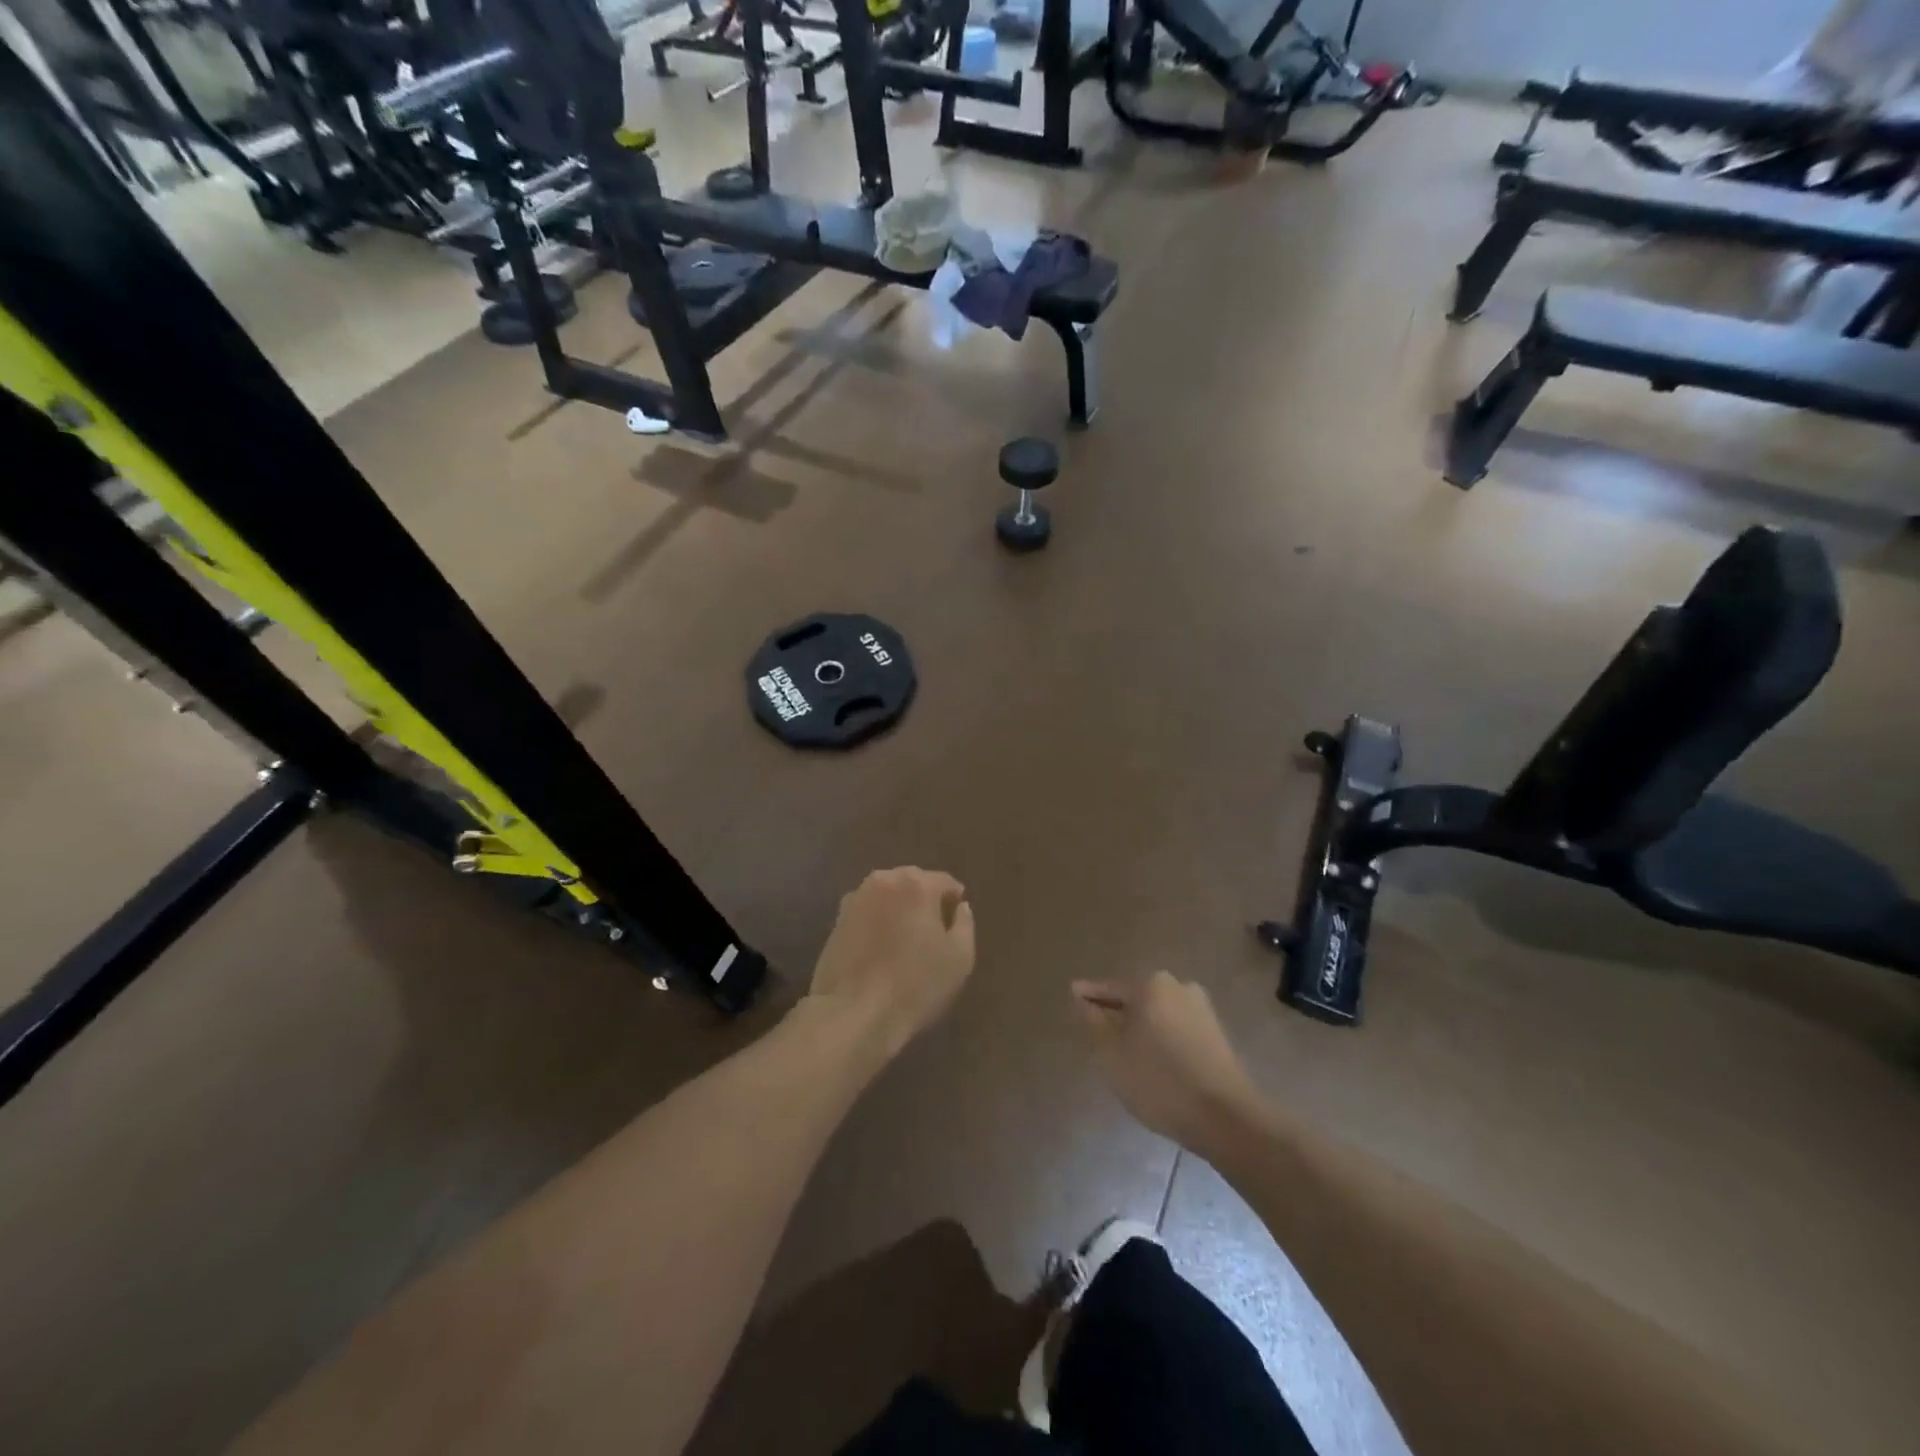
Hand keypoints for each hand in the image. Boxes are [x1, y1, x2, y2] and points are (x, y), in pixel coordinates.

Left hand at [807, 868, 975, 1058]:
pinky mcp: (837, 920)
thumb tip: (960, 907)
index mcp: (917, 884)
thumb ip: (965, 924)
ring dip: (899, 911)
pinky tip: (881, 950)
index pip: (945, 882)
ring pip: (888, 897)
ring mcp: (855, 899)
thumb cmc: (916, 984)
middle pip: (913, 883)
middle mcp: (884, 881)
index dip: (954, 902)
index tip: (956, 926)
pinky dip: (877, 923)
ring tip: (905, 942)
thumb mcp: (960, 958)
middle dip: (925, 902)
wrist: (854, 1013)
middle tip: (933, 934)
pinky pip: (868, 913)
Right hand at [1073, 972, 1262, 1152]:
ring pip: (1156, 1013)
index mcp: (1150, 984)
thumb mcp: (1110, 1053)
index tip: (1072, 998)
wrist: (1225, 1117)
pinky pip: (1175, 1027)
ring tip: (1122, 1050)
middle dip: (1115, 1012)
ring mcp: (1200, 1008)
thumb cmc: (1158, 1081)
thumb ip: (1092, 1021)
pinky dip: (1159, 1037)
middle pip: (1135, 997)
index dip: (1088, 996)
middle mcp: (1177, 986)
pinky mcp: (1215, 1032)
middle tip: (1095, 1031)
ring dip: (1139, 1026)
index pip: (1109, 987)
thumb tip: (1082, 998)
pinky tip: (1152, 1060)